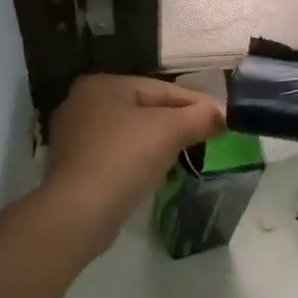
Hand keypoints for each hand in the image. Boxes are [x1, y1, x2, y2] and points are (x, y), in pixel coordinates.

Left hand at [42, 74, 224, 247]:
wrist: (79, 212)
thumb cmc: (124, 159)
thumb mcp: (170, 131)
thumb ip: (201, 117)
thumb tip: (223, 115)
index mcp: (102, 84)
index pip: (160, 89)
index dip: (195, 103)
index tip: (221, 119)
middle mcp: (81, 103)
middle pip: (144, 108)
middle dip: (176, 123)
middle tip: (206, 137)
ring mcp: (73, 136)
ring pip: (130, 132)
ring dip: (157, 143)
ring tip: (185, 156)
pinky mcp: (73, 166)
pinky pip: (116, 154)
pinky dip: (137, 160)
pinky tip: (154, 173)